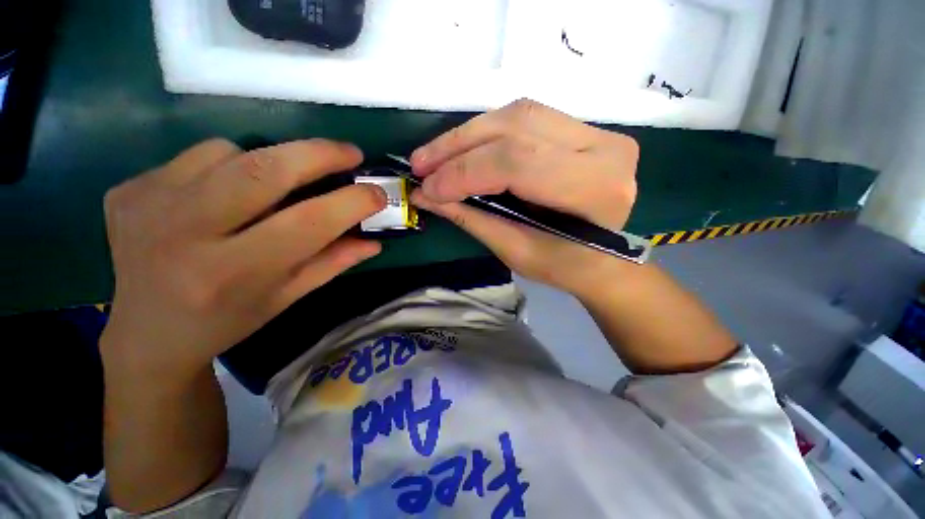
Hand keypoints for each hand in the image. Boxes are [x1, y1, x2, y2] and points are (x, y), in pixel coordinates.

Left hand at [100, 139, 385, 379]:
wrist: (146, 334)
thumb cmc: (228, 321)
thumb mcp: (288, 298)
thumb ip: (333, 264)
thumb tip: (374, 241)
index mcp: (233, 274)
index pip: (308, 222)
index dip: (351, 202)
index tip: (377, 193)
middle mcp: (185, 234)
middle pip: (265, 169)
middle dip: (318, 154)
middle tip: (350, 153)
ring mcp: (147, 204)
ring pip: (229, 152)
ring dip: (269, 162)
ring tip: (277, 185)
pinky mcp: (128, 189)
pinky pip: (196, 156)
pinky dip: (226, 164)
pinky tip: (224, 193)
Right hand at [410, 99, 639, 294]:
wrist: (605, 262)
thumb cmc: (565, 267)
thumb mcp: (516, 251)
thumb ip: (472, 218)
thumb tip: (426, 195)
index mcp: (595, 188)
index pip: (518, 163)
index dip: (465, 172)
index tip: (428, 188)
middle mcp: (604, 147)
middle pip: (517, 127)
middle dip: (458, 145)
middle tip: (421, 164)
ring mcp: (598, 132)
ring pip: (518, 115)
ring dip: (468, 135)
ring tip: (435, 156)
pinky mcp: (584, 129)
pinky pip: (526, 119)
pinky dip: (487, 133)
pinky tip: (463, 148)